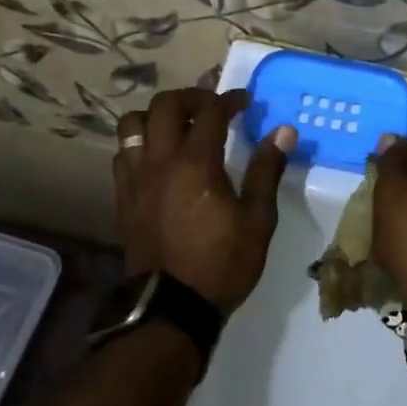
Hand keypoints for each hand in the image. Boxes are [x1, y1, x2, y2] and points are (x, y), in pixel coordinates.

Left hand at [114, 88, 294, 314]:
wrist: (172, 308)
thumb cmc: (222, 263)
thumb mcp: (257, 220)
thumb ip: (266, 170)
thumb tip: (283, 131)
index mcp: (196, 163)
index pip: (210, 111)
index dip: (229, 100)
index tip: (245, 102)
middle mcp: (161, 162)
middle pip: (165, 106)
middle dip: (190, 96)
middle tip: (211, 106)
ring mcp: (136, 179)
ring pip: (133, 124)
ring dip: (156, 116)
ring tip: (177, 127)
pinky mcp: (123, 198)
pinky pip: (122, 154)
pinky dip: (139, 144)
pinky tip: (157, 158)